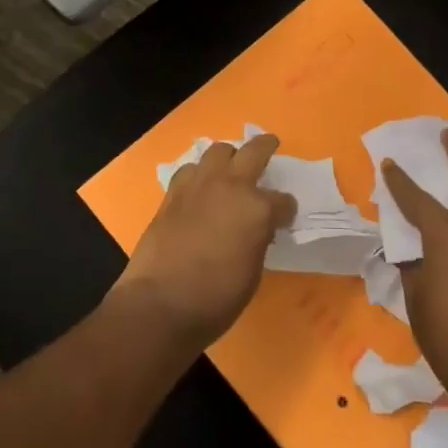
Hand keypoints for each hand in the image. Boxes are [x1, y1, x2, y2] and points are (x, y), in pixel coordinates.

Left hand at [113, 134, 294, 351]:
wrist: (162, 302)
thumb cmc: (217, 297)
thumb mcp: (253, 272)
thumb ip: (258, 240)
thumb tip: (257, 230)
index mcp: (257, 209)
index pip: (283, 201)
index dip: (286, 210)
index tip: (285, 217)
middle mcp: (230, 187)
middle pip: (253, 152)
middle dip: (265, 147)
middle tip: (270, 145)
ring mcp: (199, 185)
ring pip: (218, 150)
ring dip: (228, 156)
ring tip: (230, 167)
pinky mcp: (173, 193)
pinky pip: (190, 169)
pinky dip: (199, 173)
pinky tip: (199, 186)